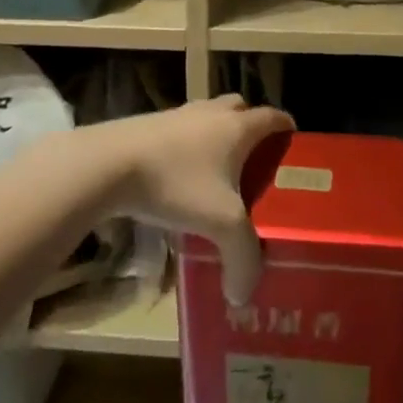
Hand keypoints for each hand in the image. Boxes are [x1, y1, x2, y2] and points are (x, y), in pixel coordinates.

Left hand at [102, 94, 294, 304]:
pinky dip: (186, 145)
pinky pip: (179, 130)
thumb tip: (243, 294)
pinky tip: (177, 176)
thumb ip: (242, 257)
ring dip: (216, 134)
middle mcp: (211, 113)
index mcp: (238, 128)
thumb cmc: (176, 183)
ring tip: (215, 170)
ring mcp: (178, 115)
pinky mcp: (149, 124)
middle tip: (254, 159)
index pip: (273, 117)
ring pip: (208, 117)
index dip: (287, 129)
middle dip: (251, 126)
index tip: (294, 145)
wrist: (109, 163)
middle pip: (240, 108)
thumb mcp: (219, 224)